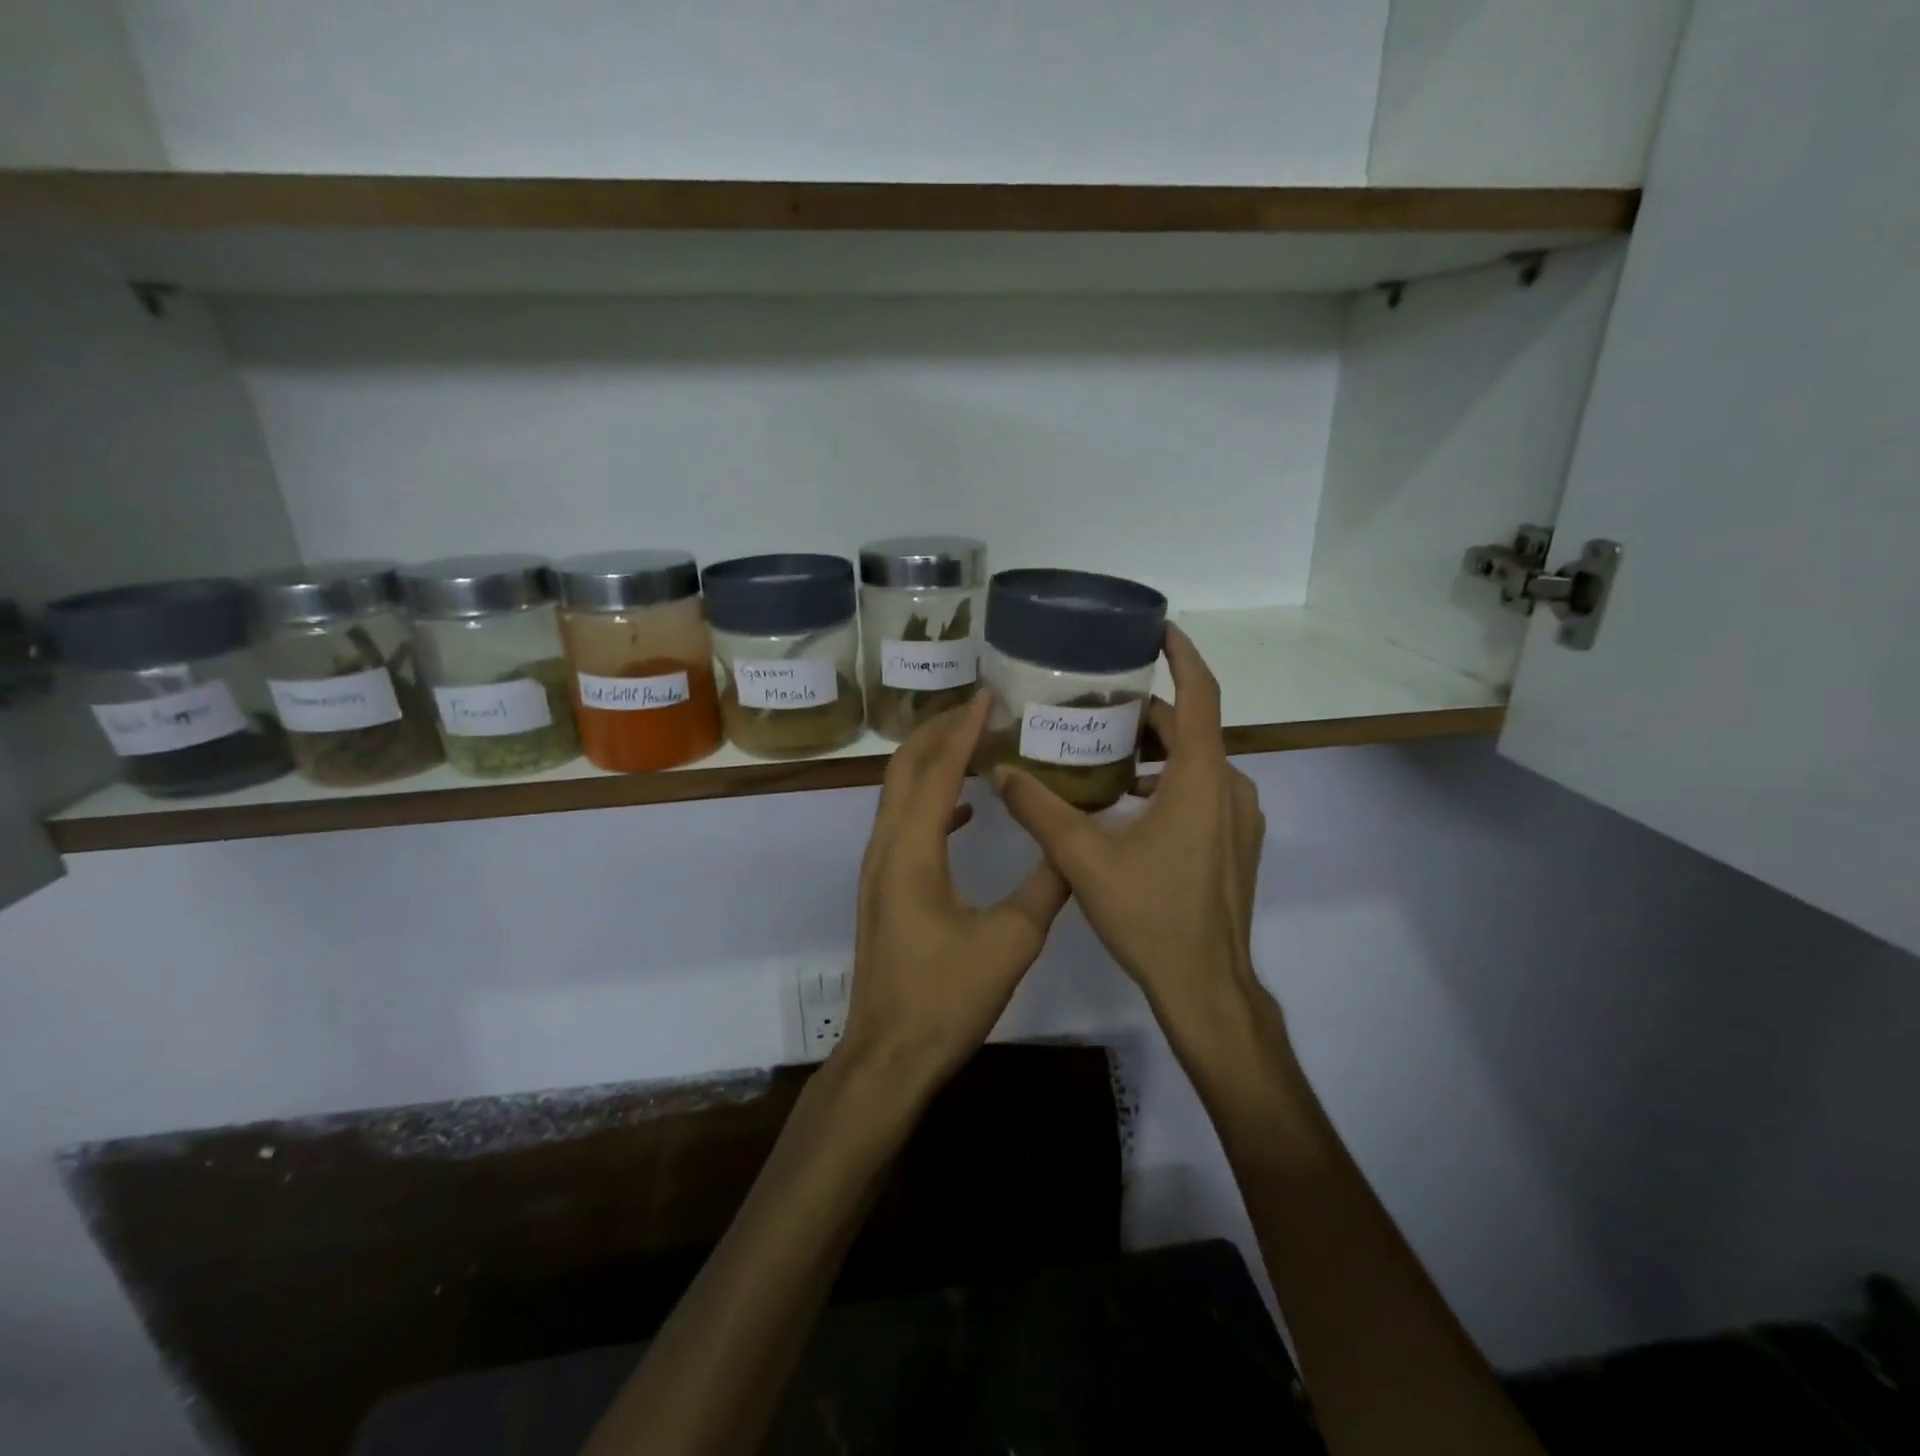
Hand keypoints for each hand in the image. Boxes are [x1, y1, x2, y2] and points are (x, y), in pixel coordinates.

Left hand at [841, 694, 1069, 1089]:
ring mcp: (878, 868)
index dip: (961, 730)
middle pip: (903, 770)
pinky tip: (964, 809)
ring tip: (972, 743)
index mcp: (912, 852)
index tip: (986, 696)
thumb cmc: (947, 998)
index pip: (935, 772)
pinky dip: (930, 800)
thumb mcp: (1011, 941)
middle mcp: (885, 848)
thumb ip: (1045, 887)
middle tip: (978, 709)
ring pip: (897, 794)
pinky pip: (902, 824)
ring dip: (930, 762)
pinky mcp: (883, 887)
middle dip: (937, 732)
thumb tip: (1074, 846)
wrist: (890, 1053)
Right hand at [991, 625, 1267, 1031]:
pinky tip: (1127, 804)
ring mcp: (1239, 818)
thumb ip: (1040, 809)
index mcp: (1202, 778)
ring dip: (1155, 752)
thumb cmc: (1150, 914)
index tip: (1158, 628)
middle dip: (1145, 713)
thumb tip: (1000, 771)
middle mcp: (1230, 787)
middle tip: (1095, 705)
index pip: (1200, 695)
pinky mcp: (1236, 843)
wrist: (1206, 985)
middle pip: (1190, 730)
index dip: (1182, 655)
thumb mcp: (1084, 858)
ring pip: (1197, 763)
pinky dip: (1169, 782)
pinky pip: (1203, 791)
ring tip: (1102, 754)